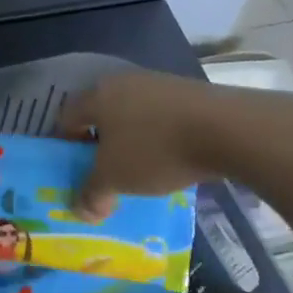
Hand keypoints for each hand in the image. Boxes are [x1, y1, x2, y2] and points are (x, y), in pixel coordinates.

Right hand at [59, 71, 292, 217]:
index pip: (66, 117)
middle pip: (100, 114)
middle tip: (104, 172)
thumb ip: (91, 195)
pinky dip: (158, 137)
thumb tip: (80, 211)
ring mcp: (159, 83)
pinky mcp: (189, 92)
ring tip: (140, 170)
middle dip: (98, 144)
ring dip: (130, 141)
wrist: (228, 129)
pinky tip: (170, 159)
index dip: (64, 146)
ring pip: (132, 114)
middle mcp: (123, 81)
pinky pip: (161, 116)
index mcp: (97, 95)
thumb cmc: (155, 150)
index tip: (74, 171)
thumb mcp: (115, 179)